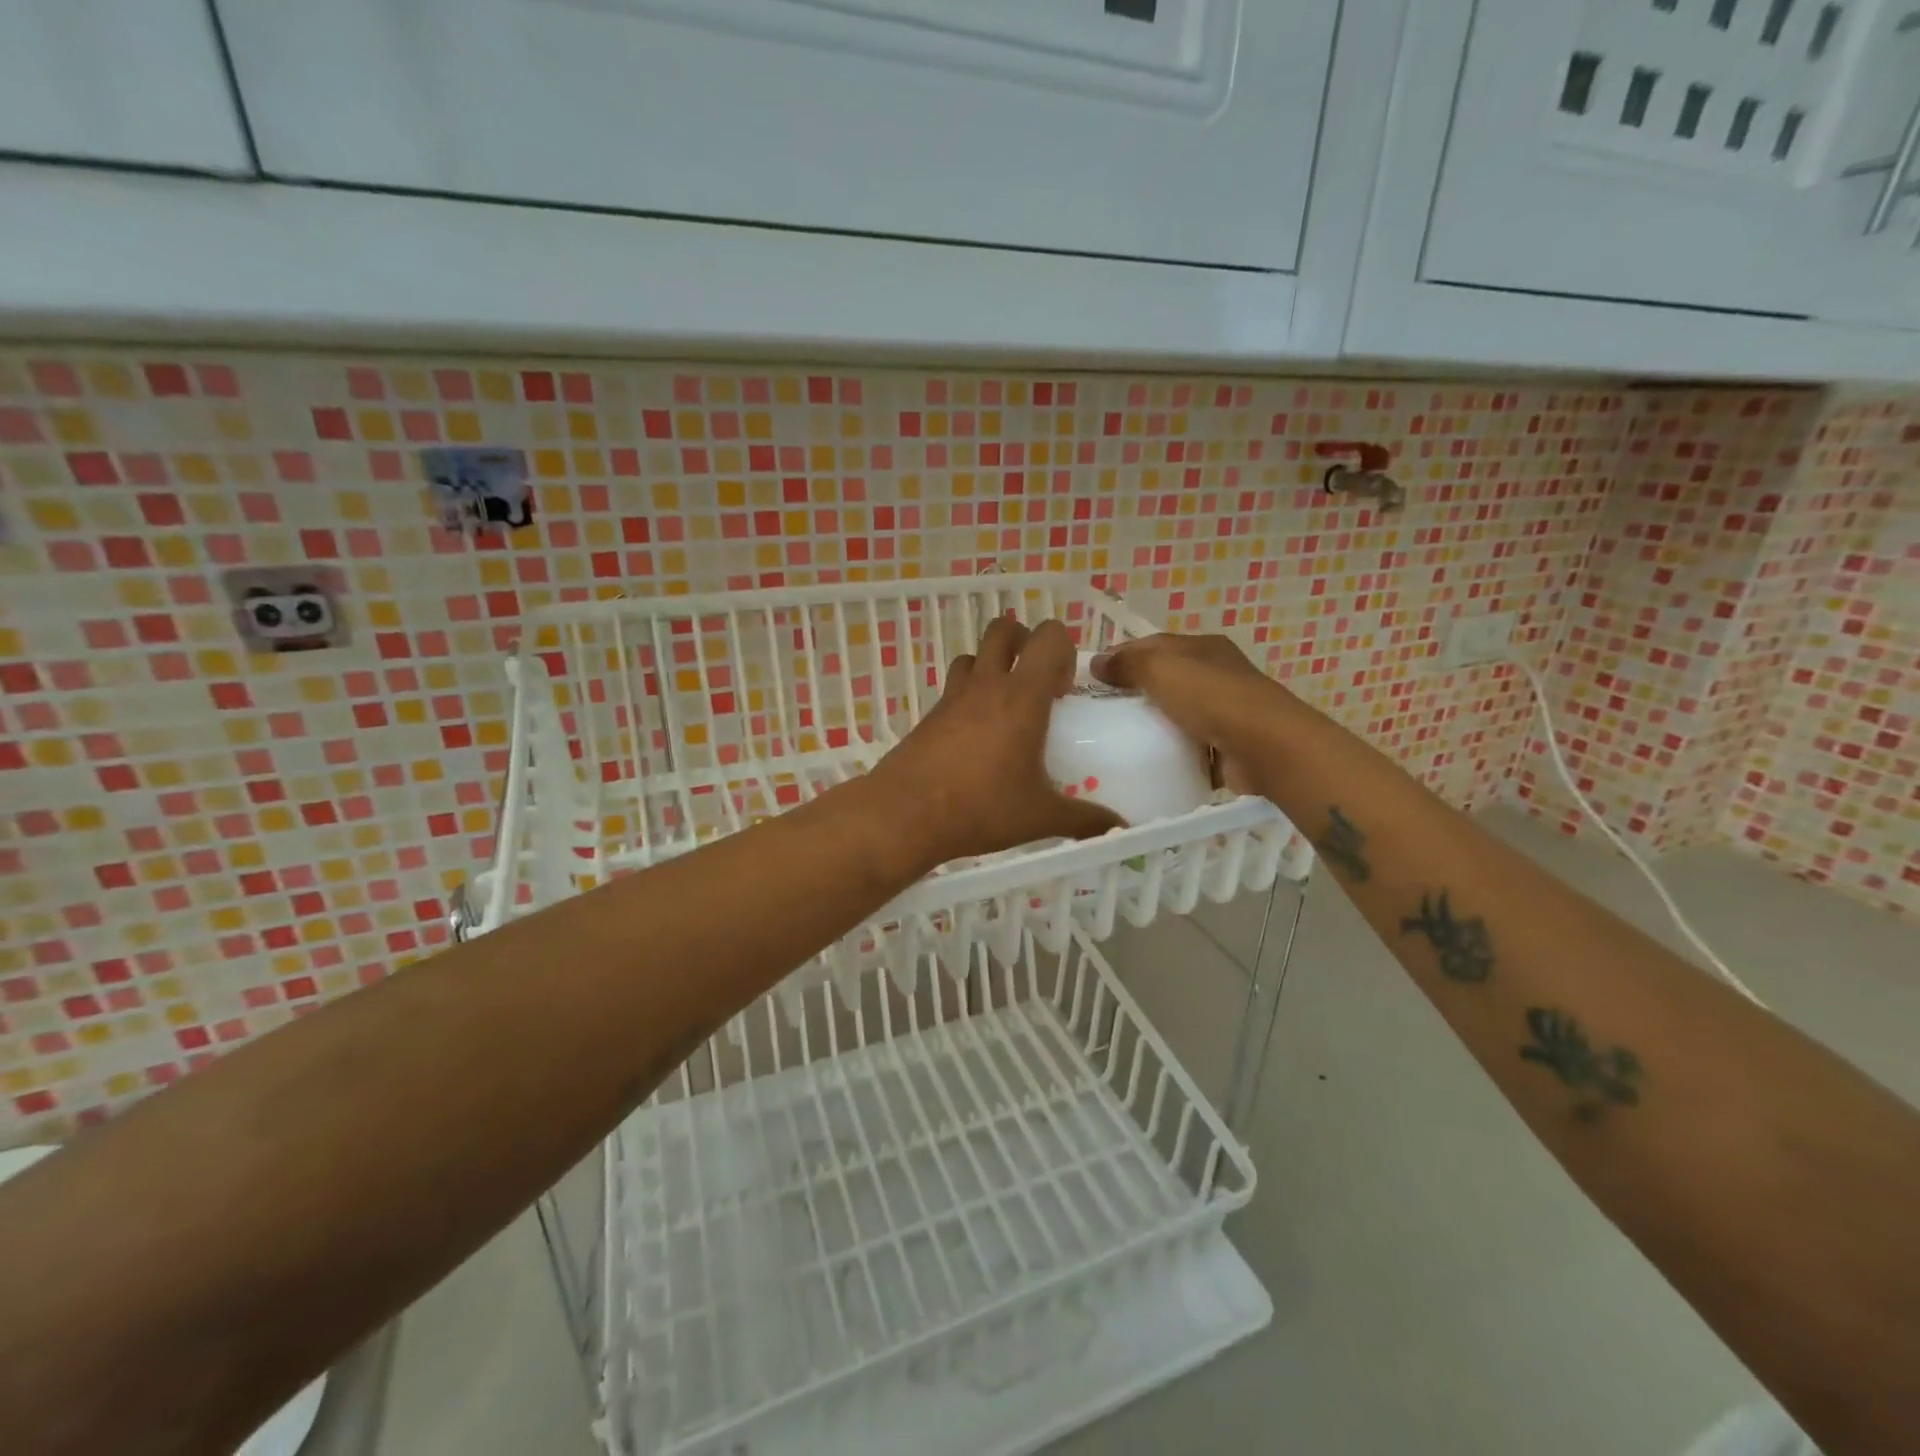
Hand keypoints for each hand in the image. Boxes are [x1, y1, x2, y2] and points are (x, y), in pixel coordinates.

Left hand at [872, 617, 1124, 865]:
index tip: (1064, 691)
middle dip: (1024, 643)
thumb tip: (1121, 827)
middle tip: (1036, 685)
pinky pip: (953, 688)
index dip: (1063, 651)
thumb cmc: (981, 807)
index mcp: (1021, 696)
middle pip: (1003, 629)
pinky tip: (975, 739)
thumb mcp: (1041, 816)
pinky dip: (968, 697)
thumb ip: (1085, 819)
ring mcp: (952, 697)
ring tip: (1005, 709)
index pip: (1048, 638)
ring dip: (992, 667)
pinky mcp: (928, 715)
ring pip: (973, 656)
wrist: (905, 814)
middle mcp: (986, 685)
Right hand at [1091, 633, 1297, 794]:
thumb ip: (1127, 664)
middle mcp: (1216, 673)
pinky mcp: (1228, 744)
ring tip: (1117, 738)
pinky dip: (1171, 749)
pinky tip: (1148, 759)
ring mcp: (1225, 710)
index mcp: (1203, 647)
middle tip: (1100, 711)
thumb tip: (1096, 662)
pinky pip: (1190, 743)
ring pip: (1178, 712)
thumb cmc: (1211, 697)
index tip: (1091, 677)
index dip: (1121, 656)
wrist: (1266, 746)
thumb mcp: (1161, 669)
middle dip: (1135, 691)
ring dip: (1153, 722)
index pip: (1153, 645)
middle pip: (1166, 678)